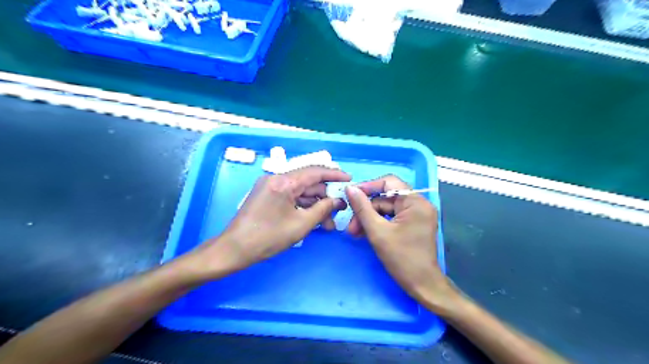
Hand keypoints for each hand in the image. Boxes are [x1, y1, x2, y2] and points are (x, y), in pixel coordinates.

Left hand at [190, 166, 349, 276]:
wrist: (234, 249)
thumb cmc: (268, 237)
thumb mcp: (301, 224)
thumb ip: (323, 209)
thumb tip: (337, 201)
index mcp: (283, 181)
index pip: (315, 172)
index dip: (334, 174)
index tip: (349, 179)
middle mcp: (276, 178)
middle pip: (308, 183)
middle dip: (325, 198)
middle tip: (338, 213)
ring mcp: (270, 186)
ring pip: (300, 192)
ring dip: (314, 205)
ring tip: (327, 224)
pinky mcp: (267, 195)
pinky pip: (290, 196)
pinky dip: (302, 207)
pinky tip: (313, 220)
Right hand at [345, 177, 455, 312]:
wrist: (422, 285)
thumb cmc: (401, 258)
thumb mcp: (377, 231)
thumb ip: (362, 208)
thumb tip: (350, 188)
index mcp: (415, 202)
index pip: (389, 182)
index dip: (368, 187)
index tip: (351, 196)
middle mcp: (419, 204)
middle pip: (386, 197)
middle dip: (366, 210)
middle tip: (351, 225)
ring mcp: (417, 214)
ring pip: (387, 208)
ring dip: (370, 218)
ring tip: (355, 233)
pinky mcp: (414, 224)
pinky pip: (392, 217)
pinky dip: (378, 223)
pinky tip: (365, 233)